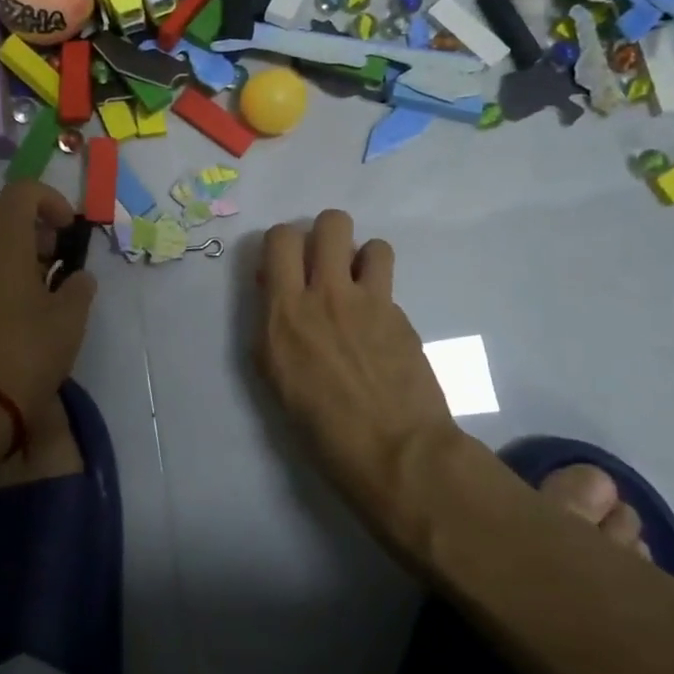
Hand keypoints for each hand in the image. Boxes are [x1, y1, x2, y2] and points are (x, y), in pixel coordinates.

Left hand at [0, 181, 97, 424]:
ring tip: (36, 278)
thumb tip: (78, 277)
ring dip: (10, 241)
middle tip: (53, 252)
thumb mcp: (70, 318)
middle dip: (29, 220)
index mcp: (2, 238)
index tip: (68, 230)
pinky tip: (14, 298)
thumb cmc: (28, 351)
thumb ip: (78, 287)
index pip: (22, 191)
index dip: (51, 201)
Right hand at [255, 210, 460, 505]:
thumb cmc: (320, 426)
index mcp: (284, 311)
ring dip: (361, 259)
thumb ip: (271, 324)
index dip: (282, 244)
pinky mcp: (401, 315)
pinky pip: (389, 283)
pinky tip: (379, 325)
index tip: (285, 268)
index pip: (279, 238)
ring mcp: (370, 302)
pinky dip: (380, 293)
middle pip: (331, 222)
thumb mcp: (275, 374)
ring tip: (358, 288)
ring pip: (371, 243)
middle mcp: (325, 294)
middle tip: (324, 265)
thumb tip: (275, 289)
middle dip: (325, 234)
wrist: (394, 450)